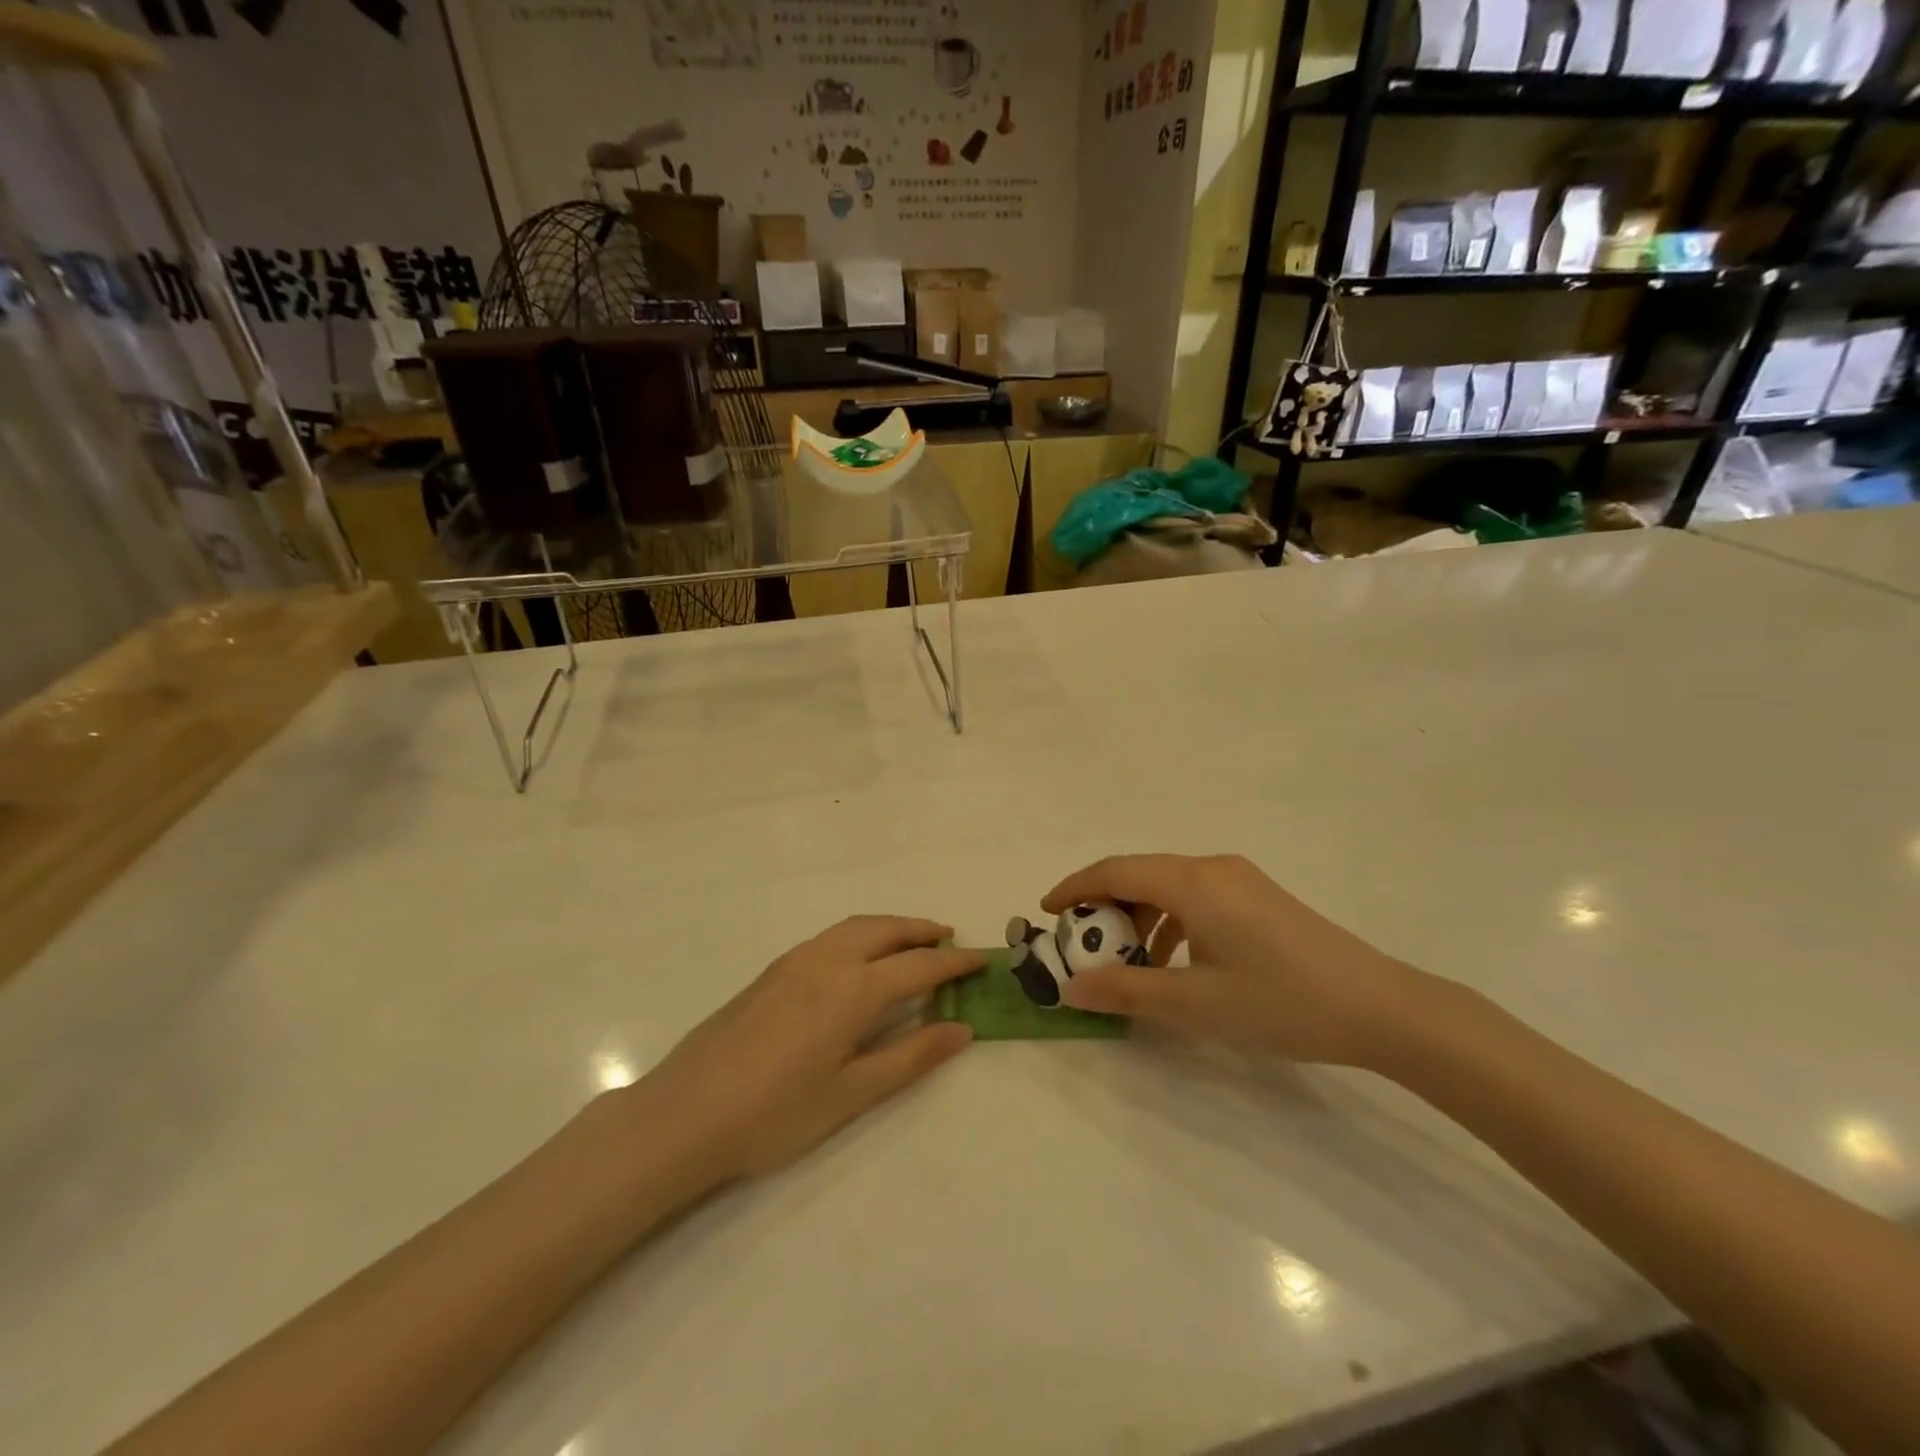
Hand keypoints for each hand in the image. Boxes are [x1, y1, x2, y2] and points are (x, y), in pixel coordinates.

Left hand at [633, 917, 981, 1185]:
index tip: (982, 959)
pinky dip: (861, 934)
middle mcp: (826, 961)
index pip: (918, 965)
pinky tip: (860, 960)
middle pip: (885, 929)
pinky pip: (831, 936)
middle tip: (951, 940)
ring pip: (855, 926)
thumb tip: (962, 1030)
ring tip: (912, 942)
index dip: (955, 962)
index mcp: (852, 989)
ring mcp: (794, 962)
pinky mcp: (772, 971)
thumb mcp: (851, 1094)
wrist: (684, 1114)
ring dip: (890, 927)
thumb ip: (910, 1057)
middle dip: (922, 930)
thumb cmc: (774, 1113)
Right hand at [1042, 855, 1427, 1068]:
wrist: (1380, 1007)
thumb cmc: (1280, 1001)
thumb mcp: (1194, 1003)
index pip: (1115, 870)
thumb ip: (1127, 991)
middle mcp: (1212, 868)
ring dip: (1138, 917)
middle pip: (1140, 874)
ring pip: (1168, 887)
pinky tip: (1174, 963)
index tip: (1046, 912)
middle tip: (1082, 945)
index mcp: (1193, 882)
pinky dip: (1170, 922)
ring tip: (1126, 961)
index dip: (1075, 887)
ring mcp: (1240, 880)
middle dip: (1104, 906)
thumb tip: (1071, 988)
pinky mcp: (1259, 897)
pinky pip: (1196, 898)